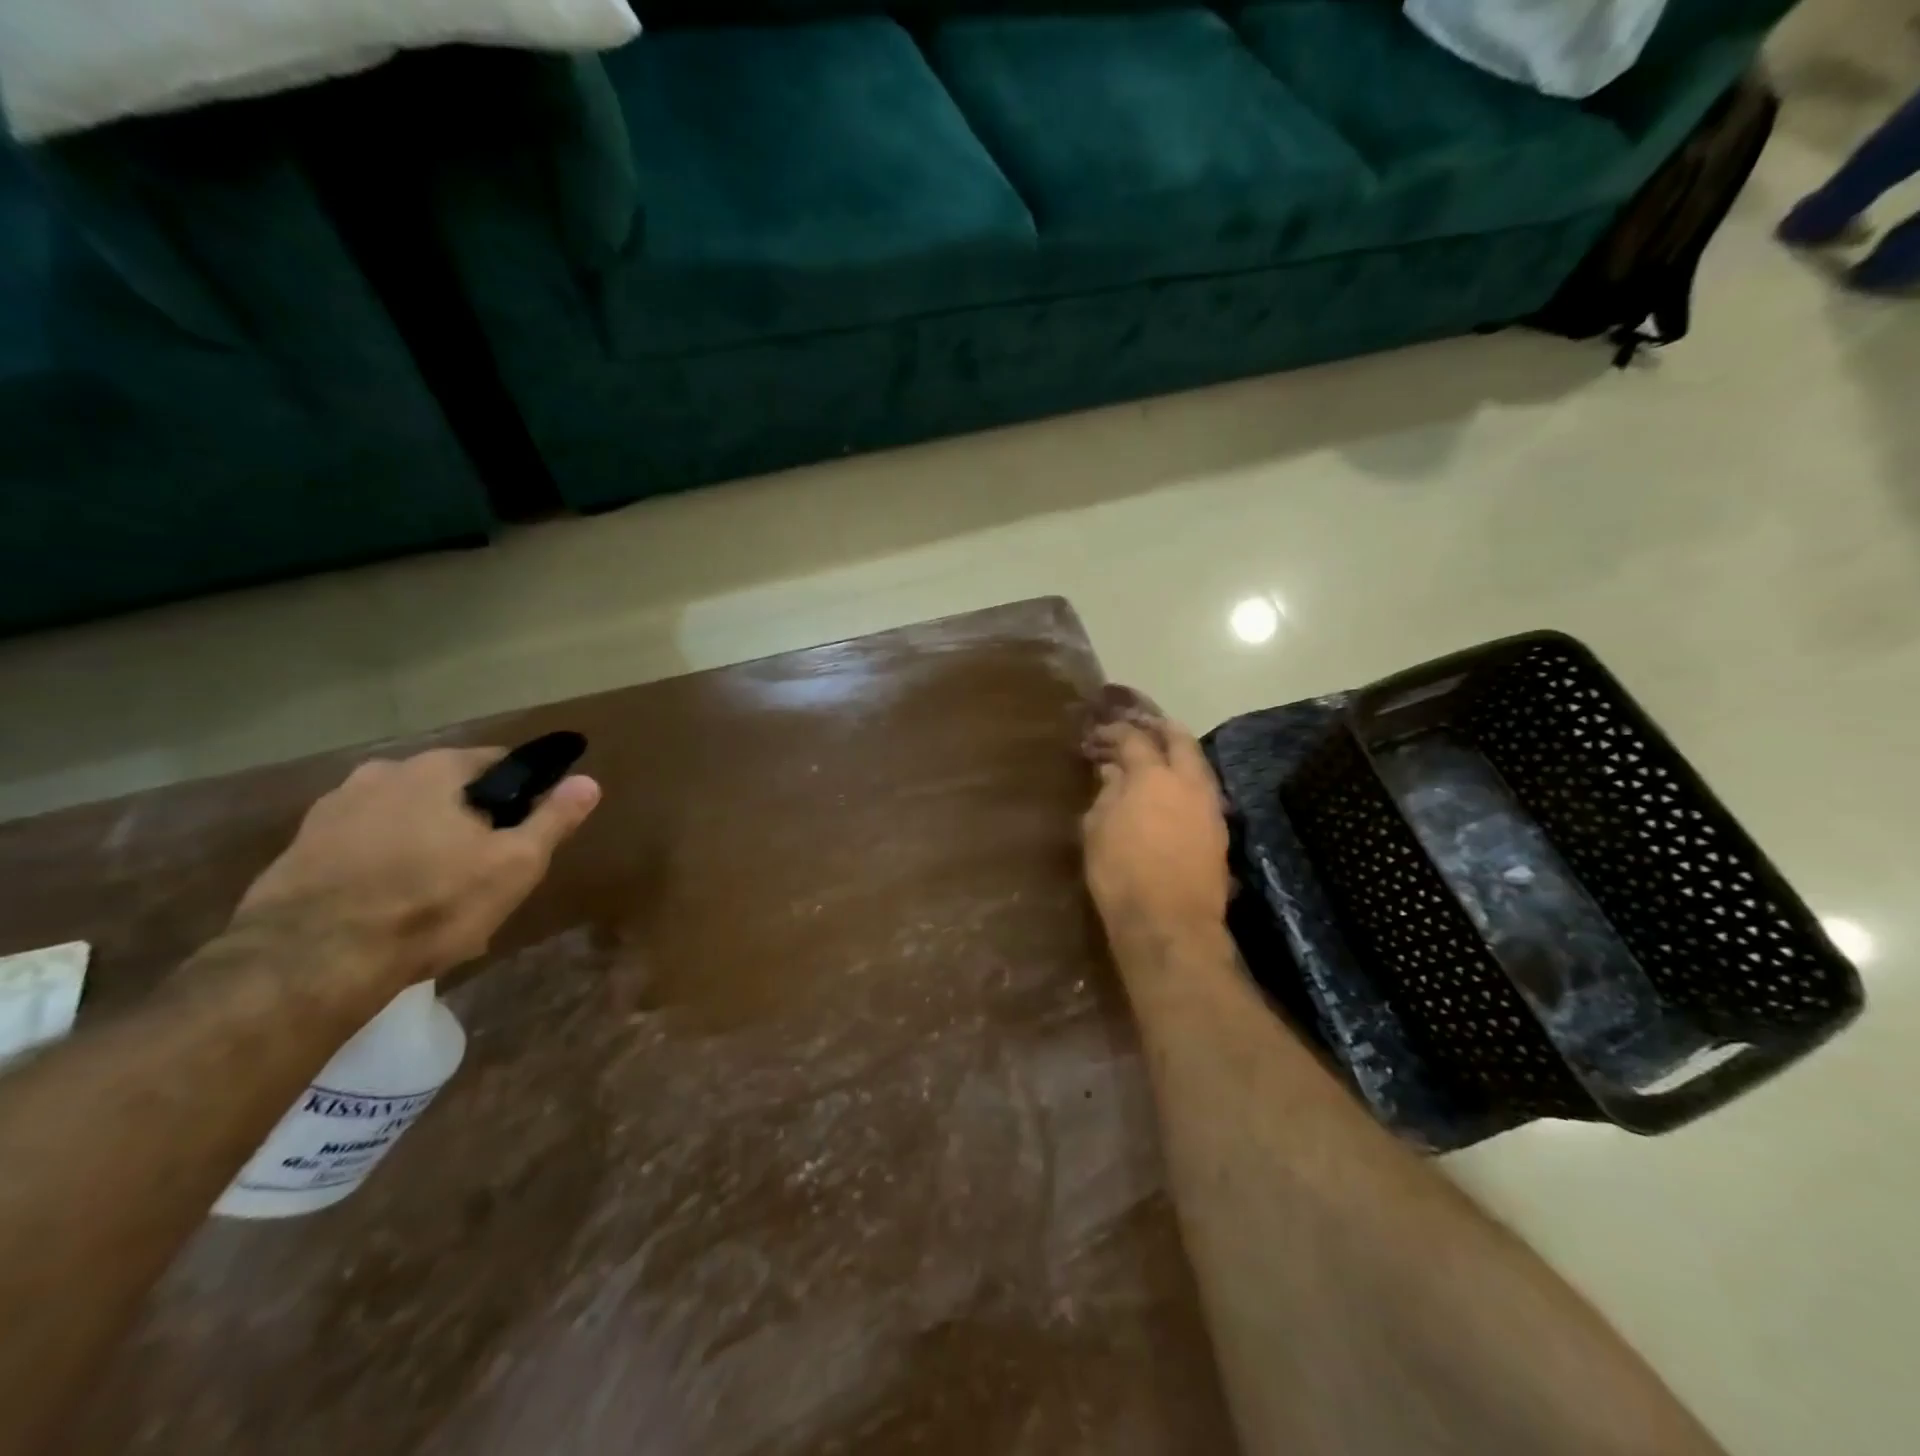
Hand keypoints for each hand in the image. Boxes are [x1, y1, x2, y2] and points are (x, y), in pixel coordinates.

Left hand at [234, 748, 600, 995]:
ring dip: (424, 842)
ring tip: (437, 894)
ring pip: (403, 819)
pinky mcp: (296, 850)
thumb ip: (553, 818)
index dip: (521, 794)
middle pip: (448, 791)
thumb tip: (589, 781)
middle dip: (469, 821)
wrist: (308, 964)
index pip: (499, 762)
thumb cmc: (431, 904)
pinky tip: (391, 906)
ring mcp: (331, 810)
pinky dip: (382, 865)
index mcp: (437, 769)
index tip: (527, 831)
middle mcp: (381, 773)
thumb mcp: (514, 864)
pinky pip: (361, 847)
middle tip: (485, 870)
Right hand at [1082, 686, 1230, 937]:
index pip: (1134, 739)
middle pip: (1179, 739)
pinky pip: (1203, 788)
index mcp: (1152, 776)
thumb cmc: (1121, 874)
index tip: (1098, 733)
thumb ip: (1106, 793)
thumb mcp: (1097, 830)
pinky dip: (1186, 778)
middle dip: (1158, 727)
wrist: (1169, 924)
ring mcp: (1209, 805)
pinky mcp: (1219, 829)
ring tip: (1157, 753)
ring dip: (1177, 752)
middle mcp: (1188, 782)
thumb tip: (1112, 771)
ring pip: (1197, 763)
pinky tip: (1172, 788)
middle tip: (1139, 724)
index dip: (1114, 732)